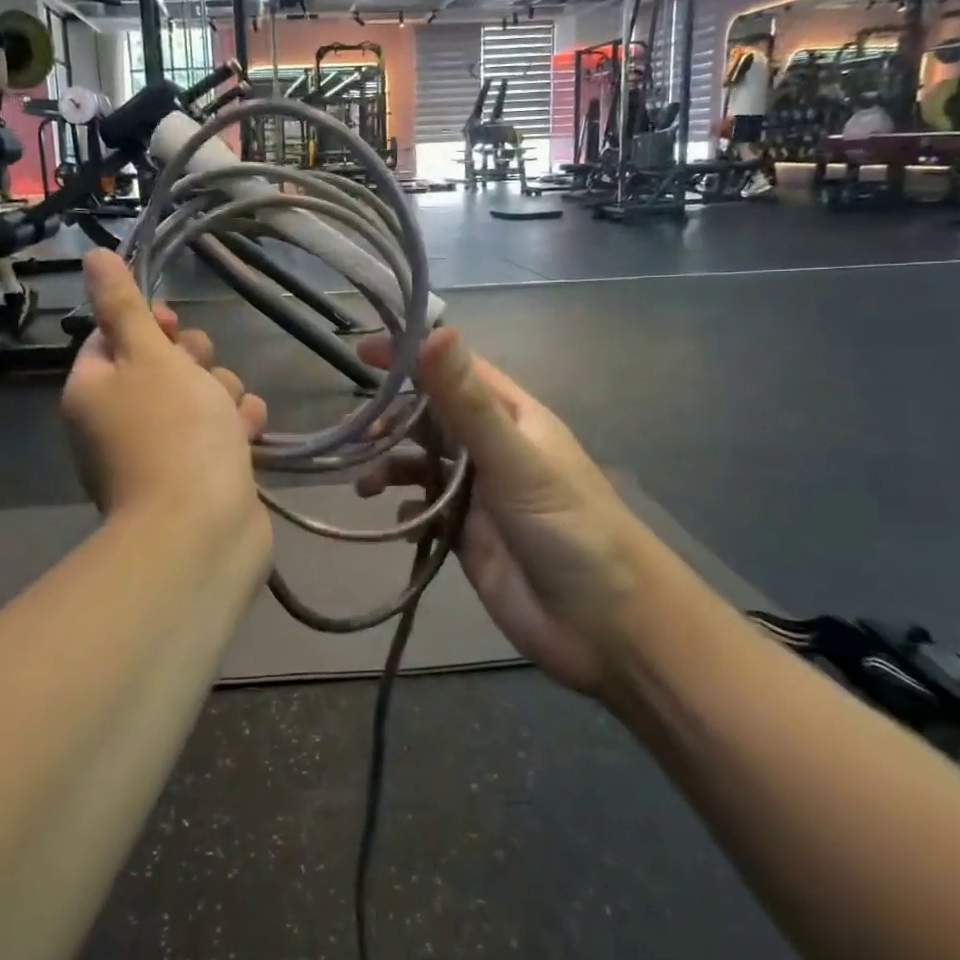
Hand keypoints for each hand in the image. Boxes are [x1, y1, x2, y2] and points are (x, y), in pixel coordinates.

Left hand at [63, 250, 270, 551]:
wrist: (203, 529)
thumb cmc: (173, 431)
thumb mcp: (147, 355)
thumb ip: (124, 305)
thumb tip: (92, 256)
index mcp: (94, 391)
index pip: (114, 337)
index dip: (147, 325)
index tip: (170, 324)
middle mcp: (120, 420)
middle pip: (162, 365)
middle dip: (193, 363)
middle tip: (201, 377)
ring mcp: (161, 450)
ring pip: (200, 395)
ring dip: (221, 395)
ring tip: (229, 416)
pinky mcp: (199, 473)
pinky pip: (220, 431)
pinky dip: (235, 428)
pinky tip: (248, 434)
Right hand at [357, 329, 643, 695]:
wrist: (604, 626)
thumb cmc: (567, 528)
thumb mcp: (514, 459)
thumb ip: (468, 402)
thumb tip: (435, 333)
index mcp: (511, 416)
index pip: (455, 369)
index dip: (412, 356)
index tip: (362, 353)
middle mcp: (492, 447)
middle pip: (431, 417)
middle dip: (393, 418)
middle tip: (355, 432)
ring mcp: (478, 492)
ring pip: (421, 463)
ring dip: (391, 466)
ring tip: (366, 485)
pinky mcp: (466, 535)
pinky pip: (424, 509)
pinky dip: (405, 508)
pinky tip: (398, 519)